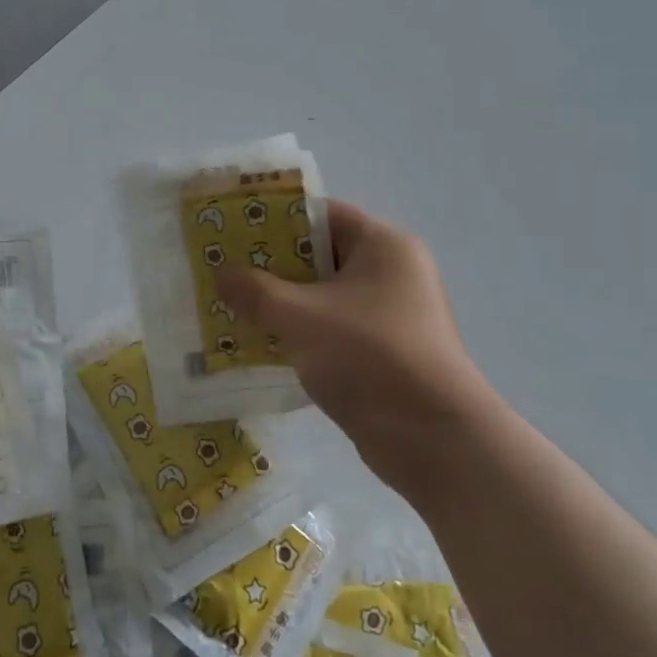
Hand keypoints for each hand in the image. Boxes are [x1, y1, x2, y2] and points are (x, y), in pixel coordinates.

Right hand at [216, 201, 488, 496]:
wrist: (435, 441)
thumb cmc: (369, 357)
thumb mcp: (301, 317)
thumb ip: (255, 292)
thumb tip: (221, 275)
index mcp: (383, 246)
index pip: (321, 215)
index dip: (274, 220)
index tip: (232, 232)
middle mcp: (392, 273)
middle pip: (320, 256)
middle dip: (271, 266)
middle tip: (224, 271)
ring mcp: (390, 316)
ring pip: (323, 297)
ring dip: (282, 304)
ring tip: (231, 306)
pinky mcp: (384, 354)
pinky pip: (332, 330)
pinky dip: (300, 334)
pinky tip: (259, 343)